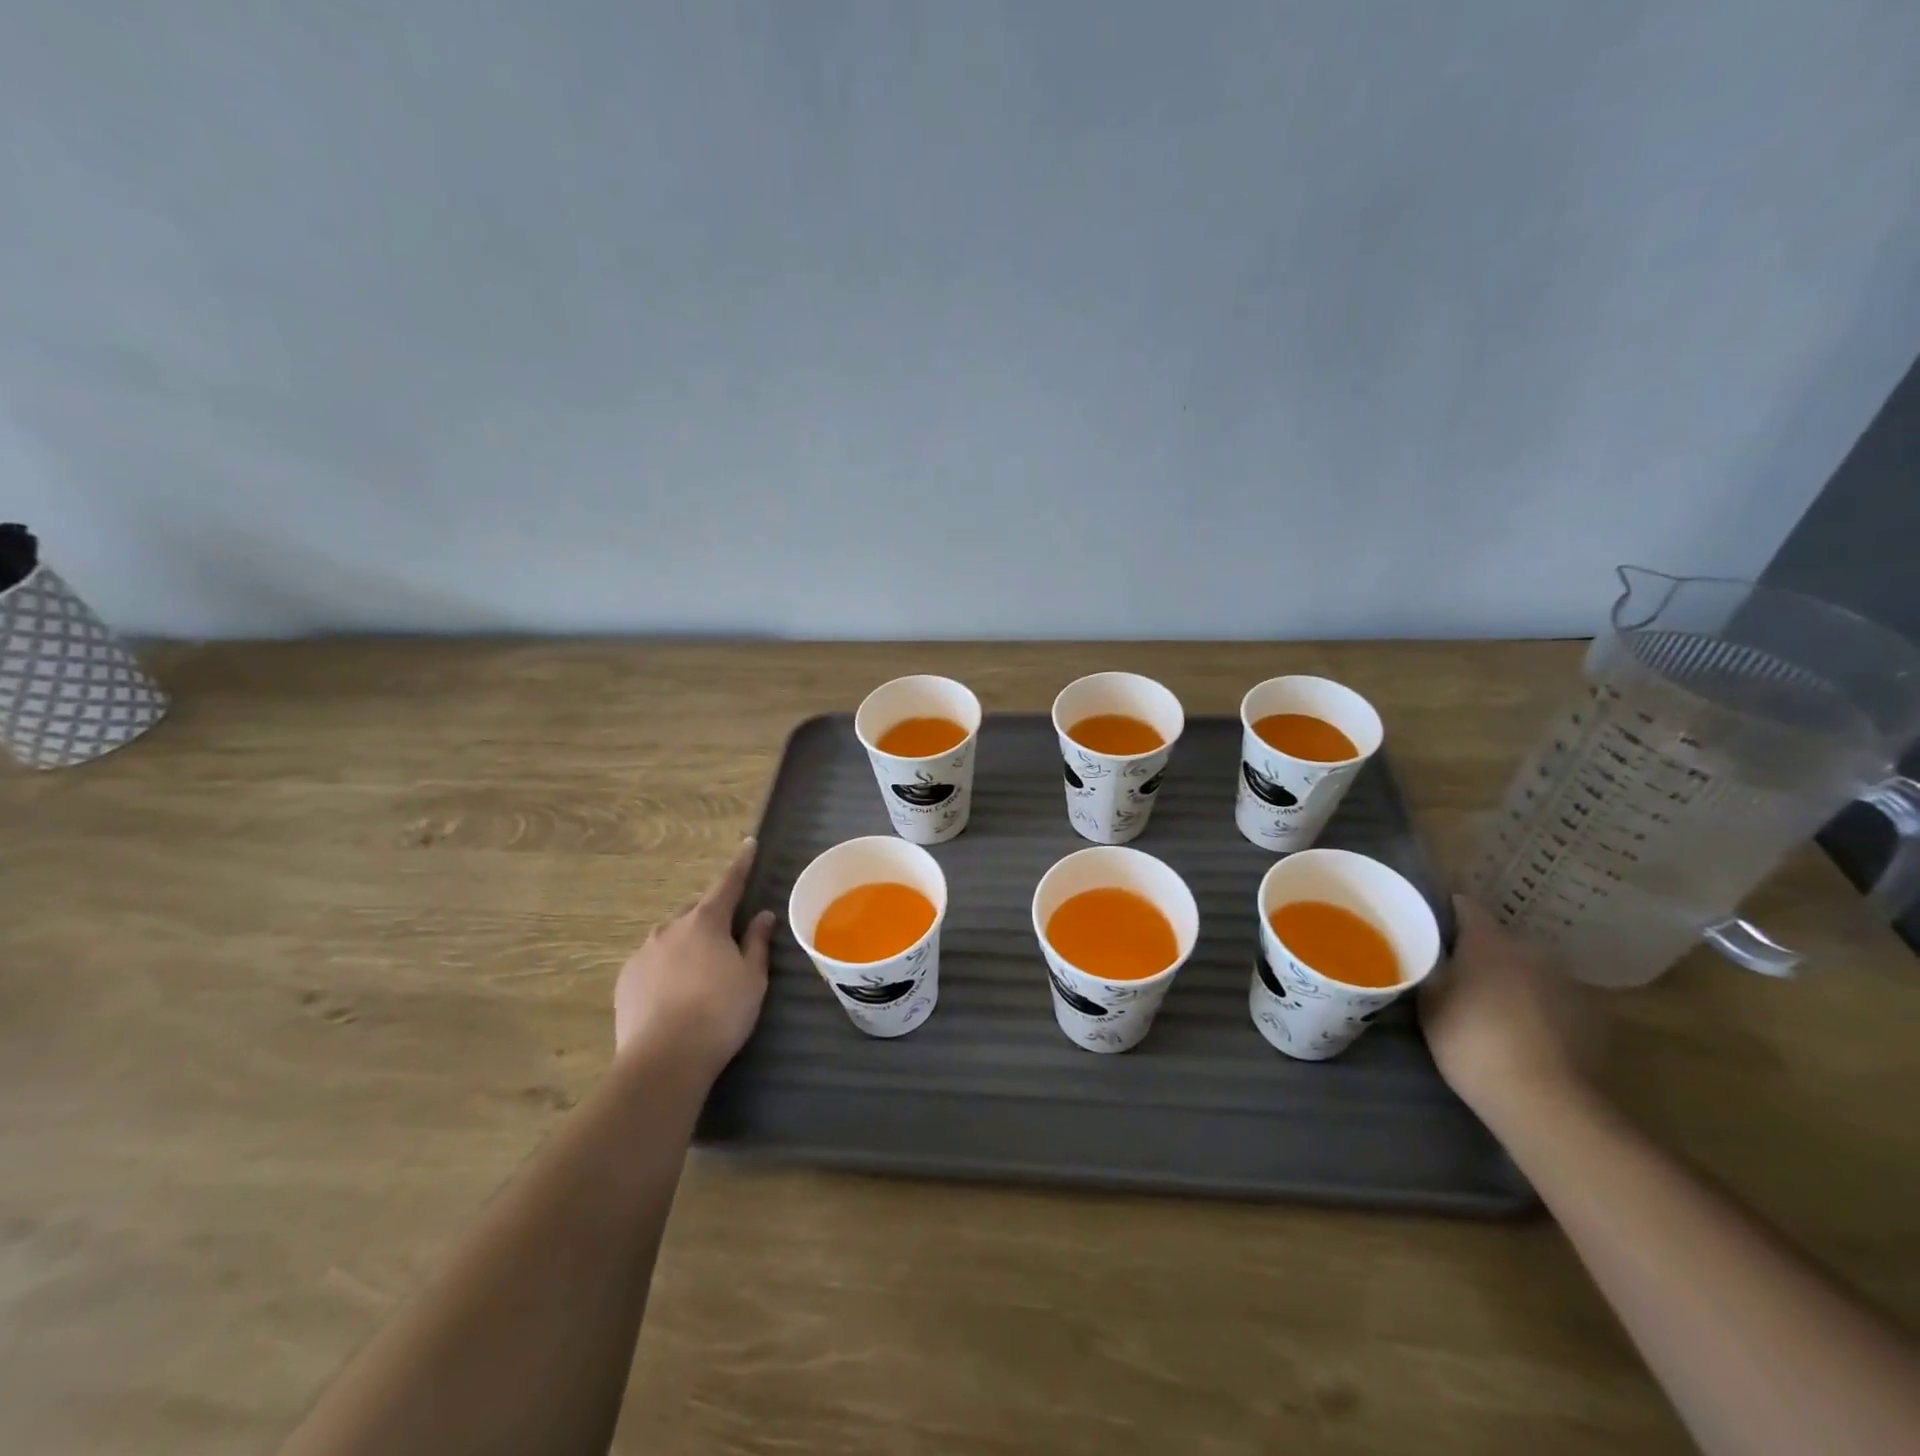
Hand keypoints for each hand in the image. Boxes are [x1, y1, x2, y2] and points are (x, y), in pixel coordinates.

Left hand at [614, 840, 775, 1077]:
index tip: (748, 844)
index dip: (740, 864)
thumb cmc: (720, 1014)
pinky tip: (675, 994)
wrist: (663, 1061)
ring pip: (671, 937)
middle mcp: (670, 928)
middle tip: (728, 941)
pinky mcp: (625, 980)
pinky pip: (652, 961)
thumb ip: (756, 943)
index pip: (727, 883)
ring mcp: (642, 953)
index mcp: (705, 922)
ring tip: (700, 975)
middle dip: (712, 918)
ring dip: (687, 944)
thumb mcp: (752, 978)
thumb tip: (762, 916)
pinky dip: (666, 967)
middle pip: (697, 912)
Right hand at [1420, 895, 1592, 1116]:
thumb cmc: (1471, 1042)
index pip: (1466, 905)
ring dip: (1513, 978)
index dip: (1448, 911)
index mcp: (1488, 940)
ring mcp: (1568, 982)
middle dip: (1481, 951)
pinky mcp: (1594, 1015)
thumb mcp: (1430, 1002)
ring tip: (1494, 1007)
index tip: (1433, 925)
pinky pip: (1555, 998)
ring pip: (1530, 968)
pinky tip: (1526, 1032)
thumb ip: (1432, 968)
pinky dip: (1540, 1006)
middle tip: (1459, 974)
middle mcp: (1532, 950)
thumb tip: (1429, 951)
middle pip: (1501, 939)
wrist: (1545, 1101)